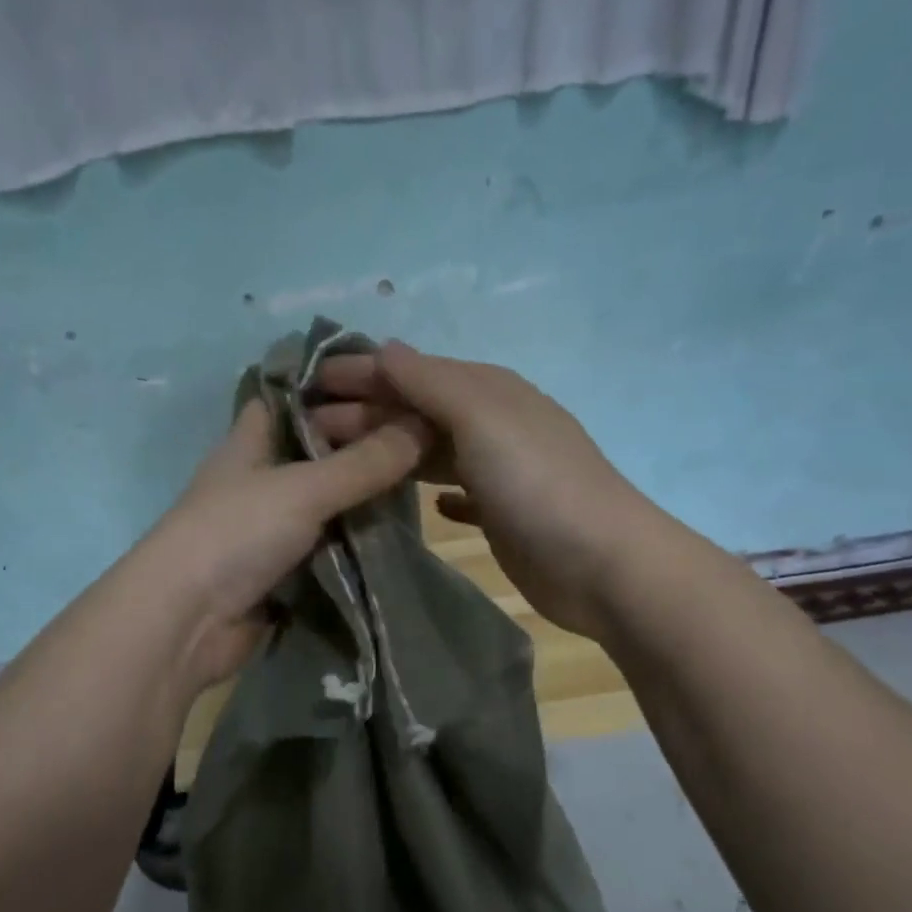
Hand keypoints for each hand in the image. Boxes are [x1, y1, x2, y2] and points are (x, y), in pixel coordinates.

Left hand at [142, 397, 426, 691]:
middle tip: (422, 438)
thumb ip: (363, 463)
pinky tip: (397, 533)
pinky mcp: (279, 570)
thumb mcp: (303, 489)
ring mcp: (267, 528)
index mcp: (250, 442)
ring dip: (362, 498)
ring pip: (324, 502)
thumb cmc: (235, 534)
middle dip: (361, 445)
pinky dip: (354, 541)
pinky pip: (326, 546)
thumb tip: (424, 424)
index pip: (292, 398)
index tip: (388, 383)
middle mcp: (258, 479)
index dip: (333, 387)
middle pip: (315, 451)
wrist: (186, 622)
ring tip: (422, 481)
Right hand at [313, 342, 642, 639]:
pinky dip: (431, 490)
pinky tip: (409, 499)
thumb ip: (430, 382)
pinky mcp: (501, 514)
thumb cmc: (536, 482)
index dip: (362, 373)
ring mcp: (498, 470)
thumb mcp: (481, 418)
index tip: (310, 381)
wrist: (602, 563)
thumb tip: (385, 348)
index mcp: (487, 391)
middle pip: (416, 410)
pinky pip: (455, 490)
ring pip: (429, 450)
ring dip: (387, 450)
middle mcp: (492, 424)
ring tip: (340, 460)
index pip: (412, 371)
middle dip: (364, 413)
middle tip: (309, 427)